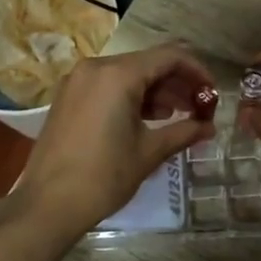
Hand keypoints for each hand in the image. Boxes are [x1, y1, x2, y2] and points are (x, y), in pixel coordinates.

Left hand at [16, 45, 215, 237]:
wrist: (47, 204)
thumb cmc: (103, 176)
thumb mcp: (149, 153)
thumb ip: (183, 132)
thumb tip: (209, 127)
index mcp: (118, 74)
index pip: (170, 56)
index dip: (197, 71)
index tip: (213, 94)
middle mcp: (97, 67)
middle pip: (149, 62)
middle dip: (177, 82)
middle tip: (199, 108)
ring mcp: (78, 80)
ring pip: (128, 74)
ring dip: (156, 90)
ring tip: (178, 116)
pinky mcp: (69, 96)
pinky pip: (109, 85)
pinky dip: (132, 96)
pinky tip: (148, 119)